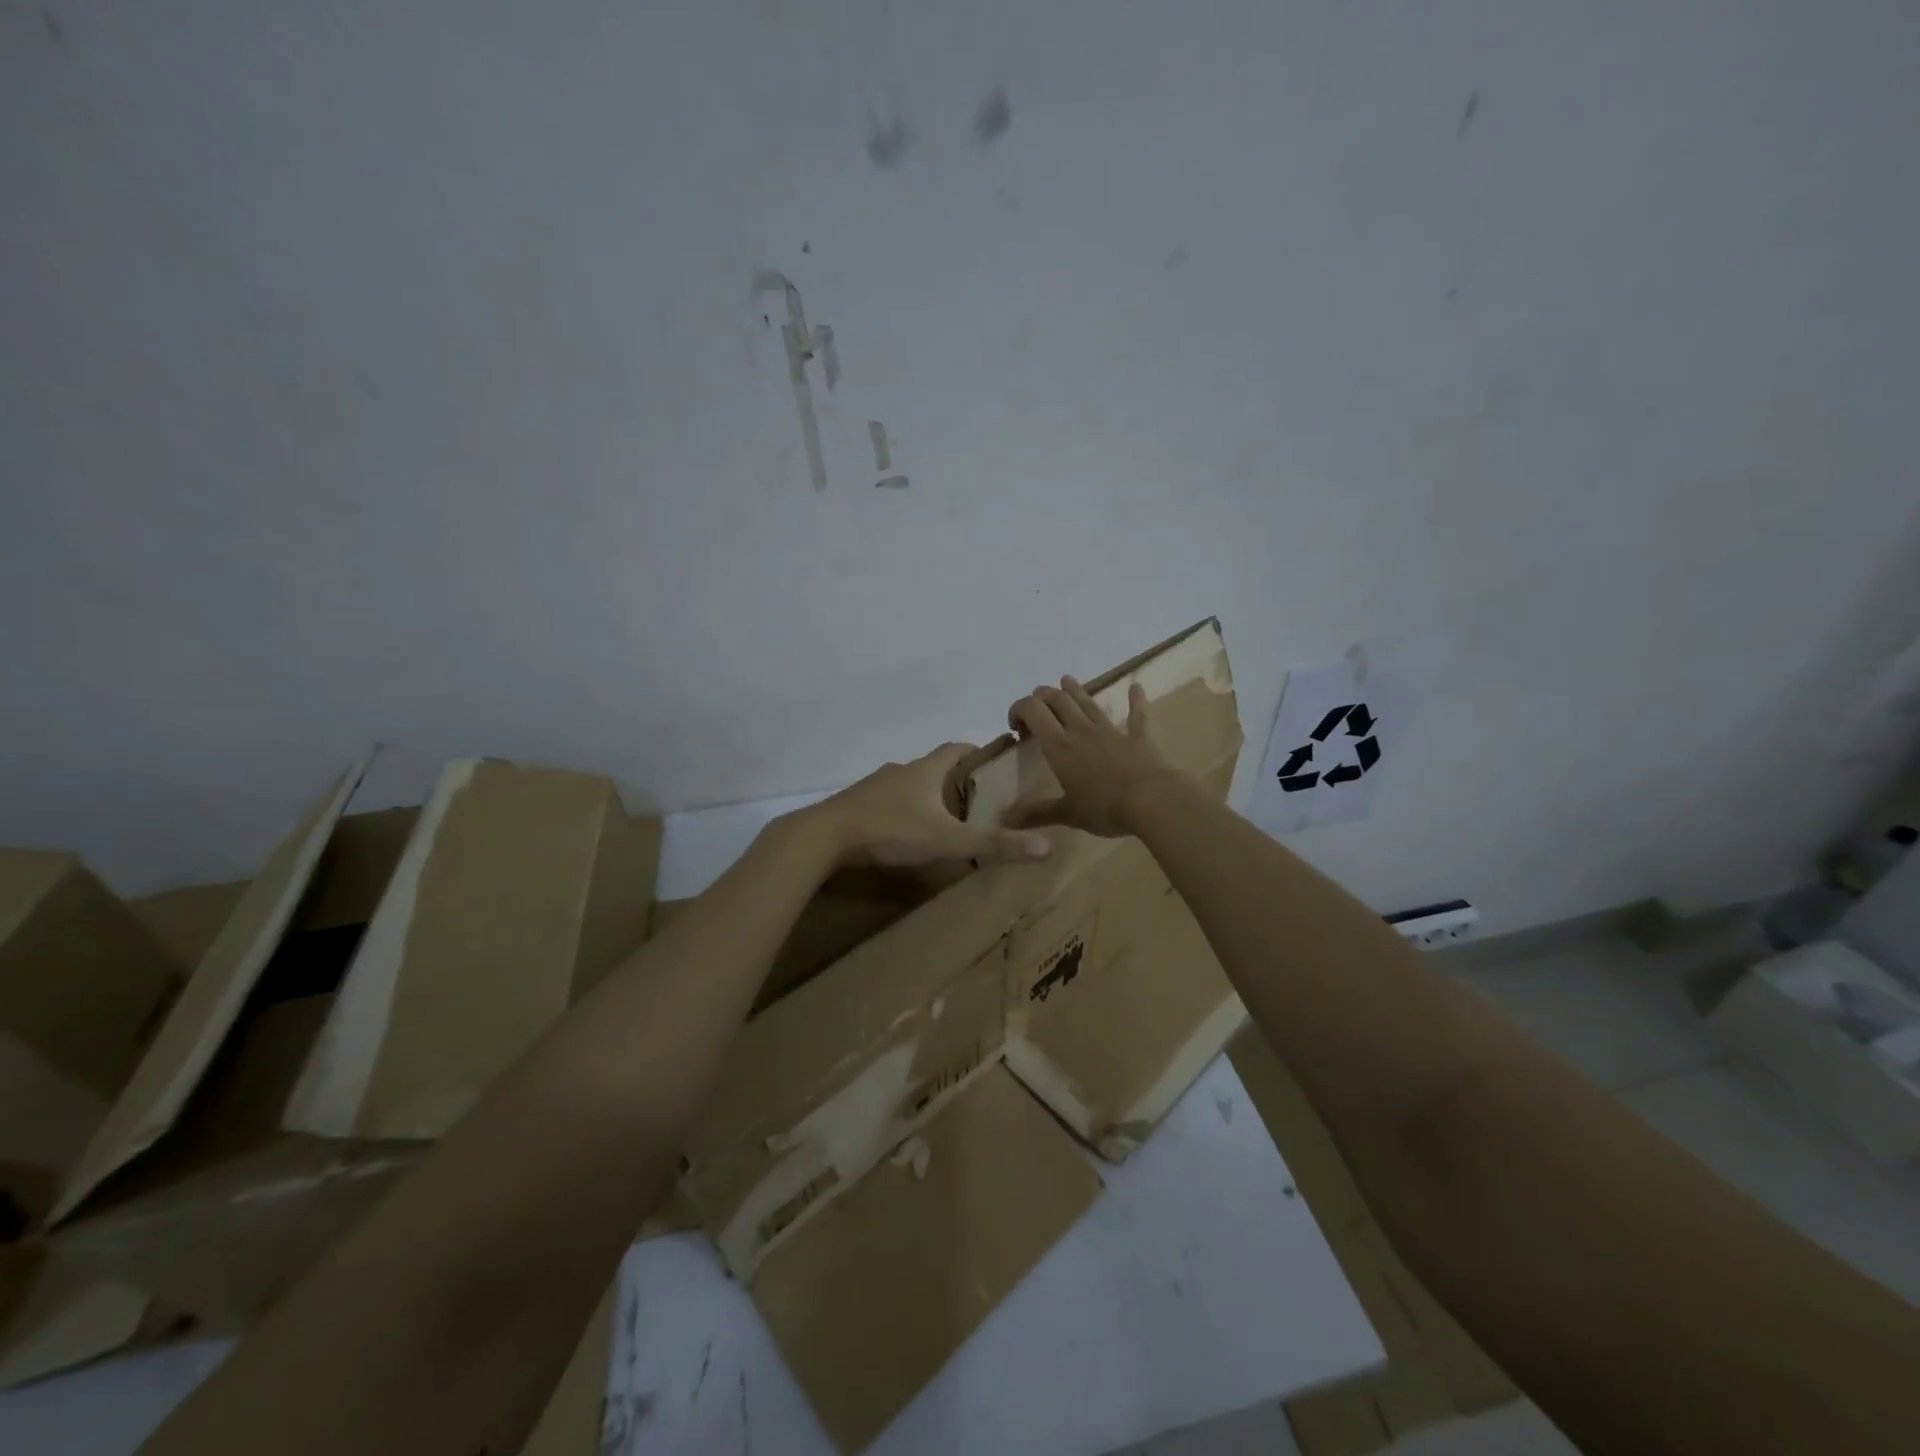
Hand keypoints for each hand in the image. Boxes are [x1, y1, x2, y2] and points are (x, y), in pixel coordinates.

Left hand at [804, 743, 1053, 867]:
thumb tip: (1047, 847)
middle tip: (976, 799)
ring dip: (926, 795)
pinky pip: (886, 802)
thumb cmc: (891, 830)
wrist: (824, 836)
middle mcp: (901, 771)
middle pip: (933, 766)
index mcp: (925, 770)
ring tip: (943, 819)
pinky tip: (904, 833)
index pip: (957, 748)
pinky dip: (901, 811)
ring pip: (908, 785)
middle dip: (954, 778)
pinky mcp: (856, 804)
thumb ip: (994, 844)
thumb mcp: (948, 840)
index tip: (994, 760)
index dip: (977, 751)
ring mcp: (875, 786)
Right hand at [1006, 677, 1179, 836]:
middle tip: (1037, 706)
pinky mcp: (1138, 737)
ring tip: (1066, 680)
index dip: (1019, 709)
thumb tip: (1008, 820)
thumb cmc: (1105, 808)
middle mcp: (1082, 731)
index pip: (1033, 712)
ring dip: (1075, 689)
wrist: (1153, 801)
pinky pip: (1136, 714)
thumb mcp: (1068, 814)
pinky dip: (1135, 700)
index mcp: (1060, 747)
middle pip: (1058, 700)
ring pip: (1088, 702)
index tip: (1015, 727)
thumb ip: (1038, 813)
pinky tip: (1136, 686)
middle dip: (1043, 697)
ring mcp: (1111, 730)